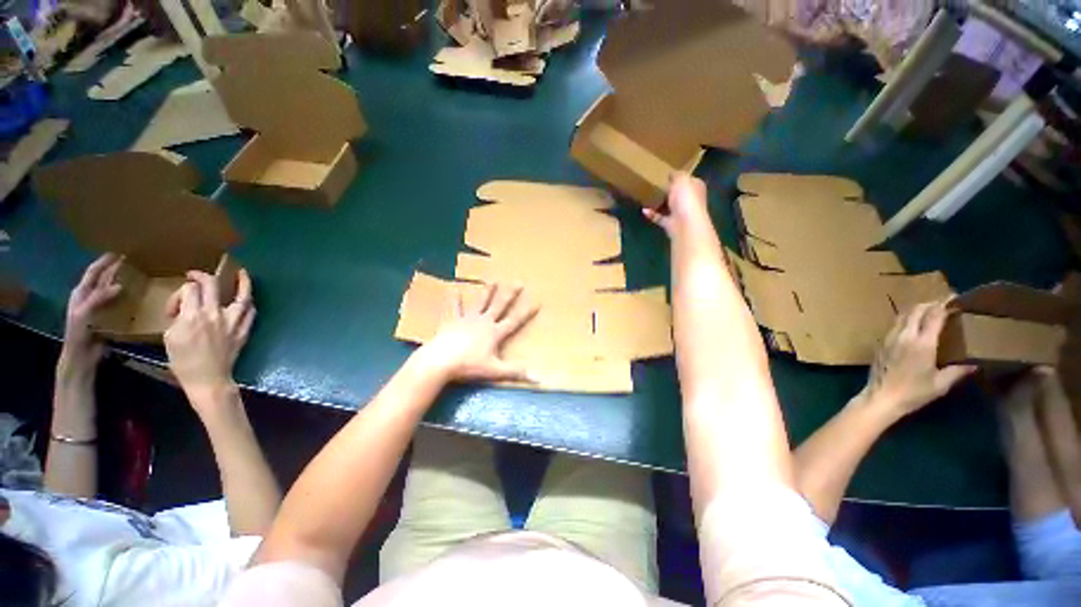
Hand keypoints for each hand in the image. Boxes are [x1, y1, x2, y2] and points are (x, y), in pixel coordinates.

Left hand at [58, 253, 123, 379]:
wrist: (82, 356)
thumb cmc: (80, 333)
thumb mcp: (85, 313)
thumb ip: (99, 298)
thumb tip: (120, 284)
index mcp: (81, 293)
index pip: (93, 273)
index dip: (104, 262)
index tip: (118, 254)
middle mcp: (89, 297)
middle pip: (102, 279)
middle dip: (113, 270)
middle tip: (130, 264)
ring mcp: (98, 307)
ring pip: (110, 290)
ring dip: (121, 282)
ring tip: (136, 278)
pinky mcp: (107, 316)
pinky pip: (117, 302)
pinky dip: (126, 297)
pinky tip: (135, 297)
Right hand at [164, 269, 255, 414]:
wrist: (208, 379)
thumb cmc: (183, 362)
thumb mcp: (170, 337)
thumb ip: (179, 318)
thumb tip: (186, 308)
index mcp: (193, 316)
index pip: (189, 289)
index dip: (180, 292)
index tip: (176, 305)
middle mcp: (215, 314)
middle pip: (212, 285)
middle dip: (202, 276)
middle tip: (195, 275)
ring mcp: (233, 321)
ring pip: (242, 296)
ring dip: (243, 282)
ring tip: (242, 273)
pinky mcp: (244, 330)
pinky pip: (250, 312)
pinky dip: (248, 304)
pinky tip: (247, 299)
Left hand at [417, 283, 538, 382]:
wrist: (440, 361)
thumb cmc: (468, 366)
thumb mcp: (495, 371)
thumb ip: (516, 372)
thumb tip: (539, 378)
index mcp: (494, 333)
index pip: (515, 321)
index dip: (527, 312)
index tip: (537, 302)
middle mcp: (483, 322)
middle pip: (499, 305)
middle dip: (510, 294)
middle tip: (518, 282)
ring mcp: (467, 319)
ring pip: (480, 302)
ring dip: (487, 291)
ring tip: (493, 280)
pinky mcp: (452, 321)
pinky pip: (454, 308)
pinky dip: (454, 300)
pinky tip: (454, 290)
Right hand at [642, 173, 709, 238]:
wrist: (685, 224)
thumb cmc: (686, 198)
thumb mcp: (681, 179)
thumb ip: (676, 175)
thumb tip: (671, 174)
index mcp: (696, 187)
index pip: (688, 180)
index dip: (679, 177)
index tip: (666, 174)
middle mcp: (690, 200)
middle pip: (679, 194)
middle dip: (669, 191)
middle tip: (655, 185)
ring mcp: (680, 213)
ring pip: (669, 206)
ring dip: (659, 203)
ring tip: (647, 197)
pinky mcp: (671, 224)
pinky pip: (659, 217)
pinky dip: (652, 214)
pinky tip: (644, 210)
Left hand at [861, 301, 975, 417]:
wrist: (882, 397)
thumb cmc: (914, 392)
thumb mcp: (941, 383)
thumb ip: (958, 371)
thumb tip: (975, 364)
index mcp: (922, 343)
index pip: (934, 316)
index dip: (944, 304)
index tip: (954, 298)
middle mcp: (904, 336)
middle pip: (916, 310)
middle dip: (930, 304)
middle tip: (942, 303)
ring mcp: (889, 338)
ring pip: (902, 315)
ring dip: (916, 310)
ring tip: (928, 312)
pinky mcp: (880, 343)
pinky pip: (894, 325)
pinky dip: (905, 319)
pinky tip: (912, 326)